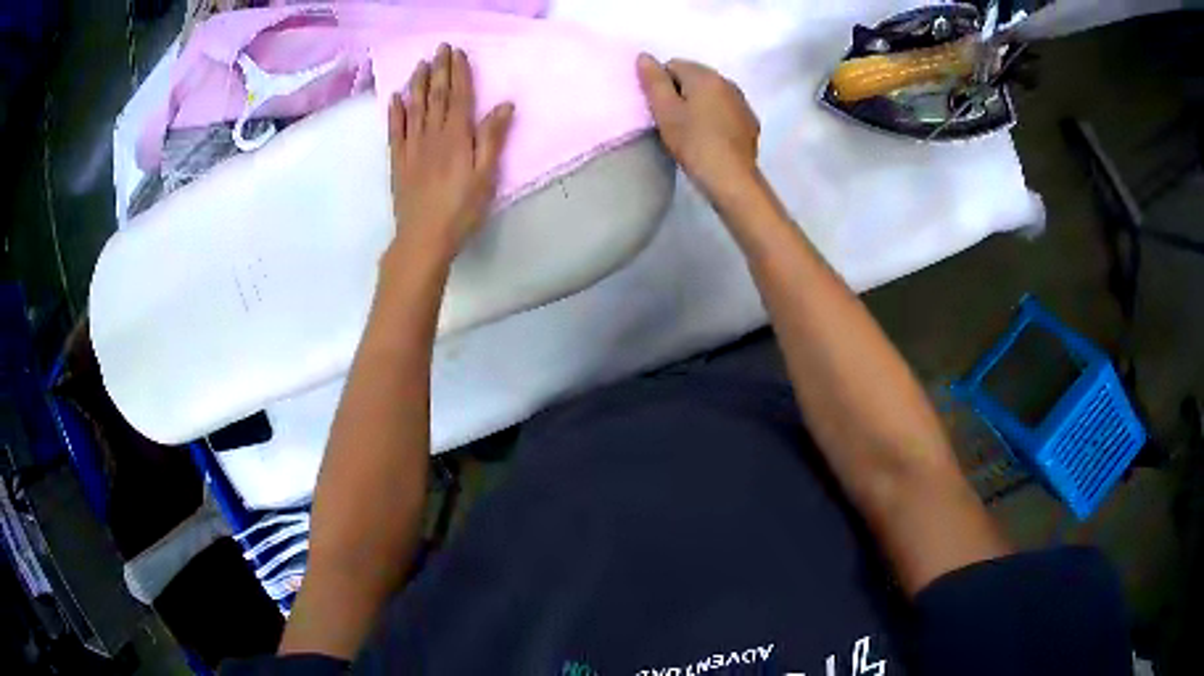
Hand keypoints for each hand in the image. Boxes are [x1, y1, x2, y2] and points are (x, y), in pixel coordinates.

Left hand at [389, 44, 513, 257]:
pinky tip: (395, 98)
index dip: (458, 73)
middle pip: (436, 96)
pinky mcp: (398, 161)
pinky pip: (395, 130)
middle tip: (440, 48)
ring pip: (414, 108)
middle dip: (439, 70)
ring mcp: (411, 147)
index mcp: (457, 137)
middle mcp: (432, 135)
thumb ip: (492, 139)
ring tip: (420, 64)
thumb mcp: (486, 176)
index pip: (458, 96)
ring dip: (417, 84)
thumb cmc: (461, 210)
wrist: (424, 238)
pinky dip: (395, 112)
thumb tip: (503, 105)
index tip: (458, 53)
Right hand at [636, 54, 759, 200]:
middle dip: (681, 93)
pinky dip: (716, 117)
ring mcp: (742, 102)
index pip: (673, 65)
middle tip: (673, 121)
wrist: (732, 178)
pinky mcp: (750, 122)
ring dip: (700, 104)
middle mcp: (727, 82)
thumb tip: (644, 56)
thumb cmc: (694, 143)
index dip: (661, 85)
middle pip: (694, 78)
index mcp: (705, 76)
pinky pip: (726, 110)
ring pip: (712, 94)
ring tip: (692, 131)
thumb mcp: (665, 111)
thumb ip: (654, 81)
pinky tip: (711, 138)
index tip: (660, 109)